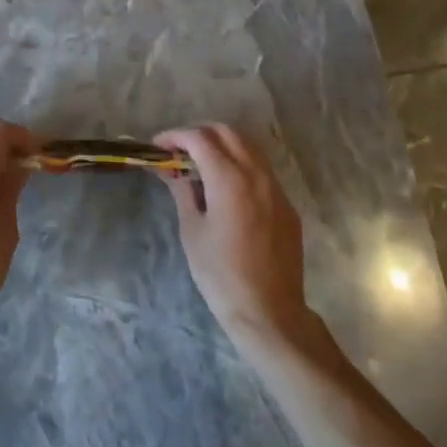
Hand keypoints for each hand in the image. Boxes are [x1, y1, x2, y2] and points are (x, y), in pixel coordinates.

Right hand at [155, 123, 313, 349]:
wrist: (269, 313)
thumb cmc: (221, 274)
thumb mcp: (192, 230)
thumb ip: (182, 191)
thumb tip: (169, 169)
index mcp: (229, 179)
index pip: (199, 139)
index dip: (175, 136)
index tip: (158, 146)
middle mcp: (256, 174)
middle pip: (227, 132)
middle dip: (200, 134)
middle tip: (179, 151)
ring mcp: (276, 188)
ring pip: (249, 147)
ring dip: (223, 145)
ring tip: (201, 164)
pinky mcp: (287, 205)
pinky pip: (262, 170)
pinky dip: (240, 165)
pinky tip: (226, 188)